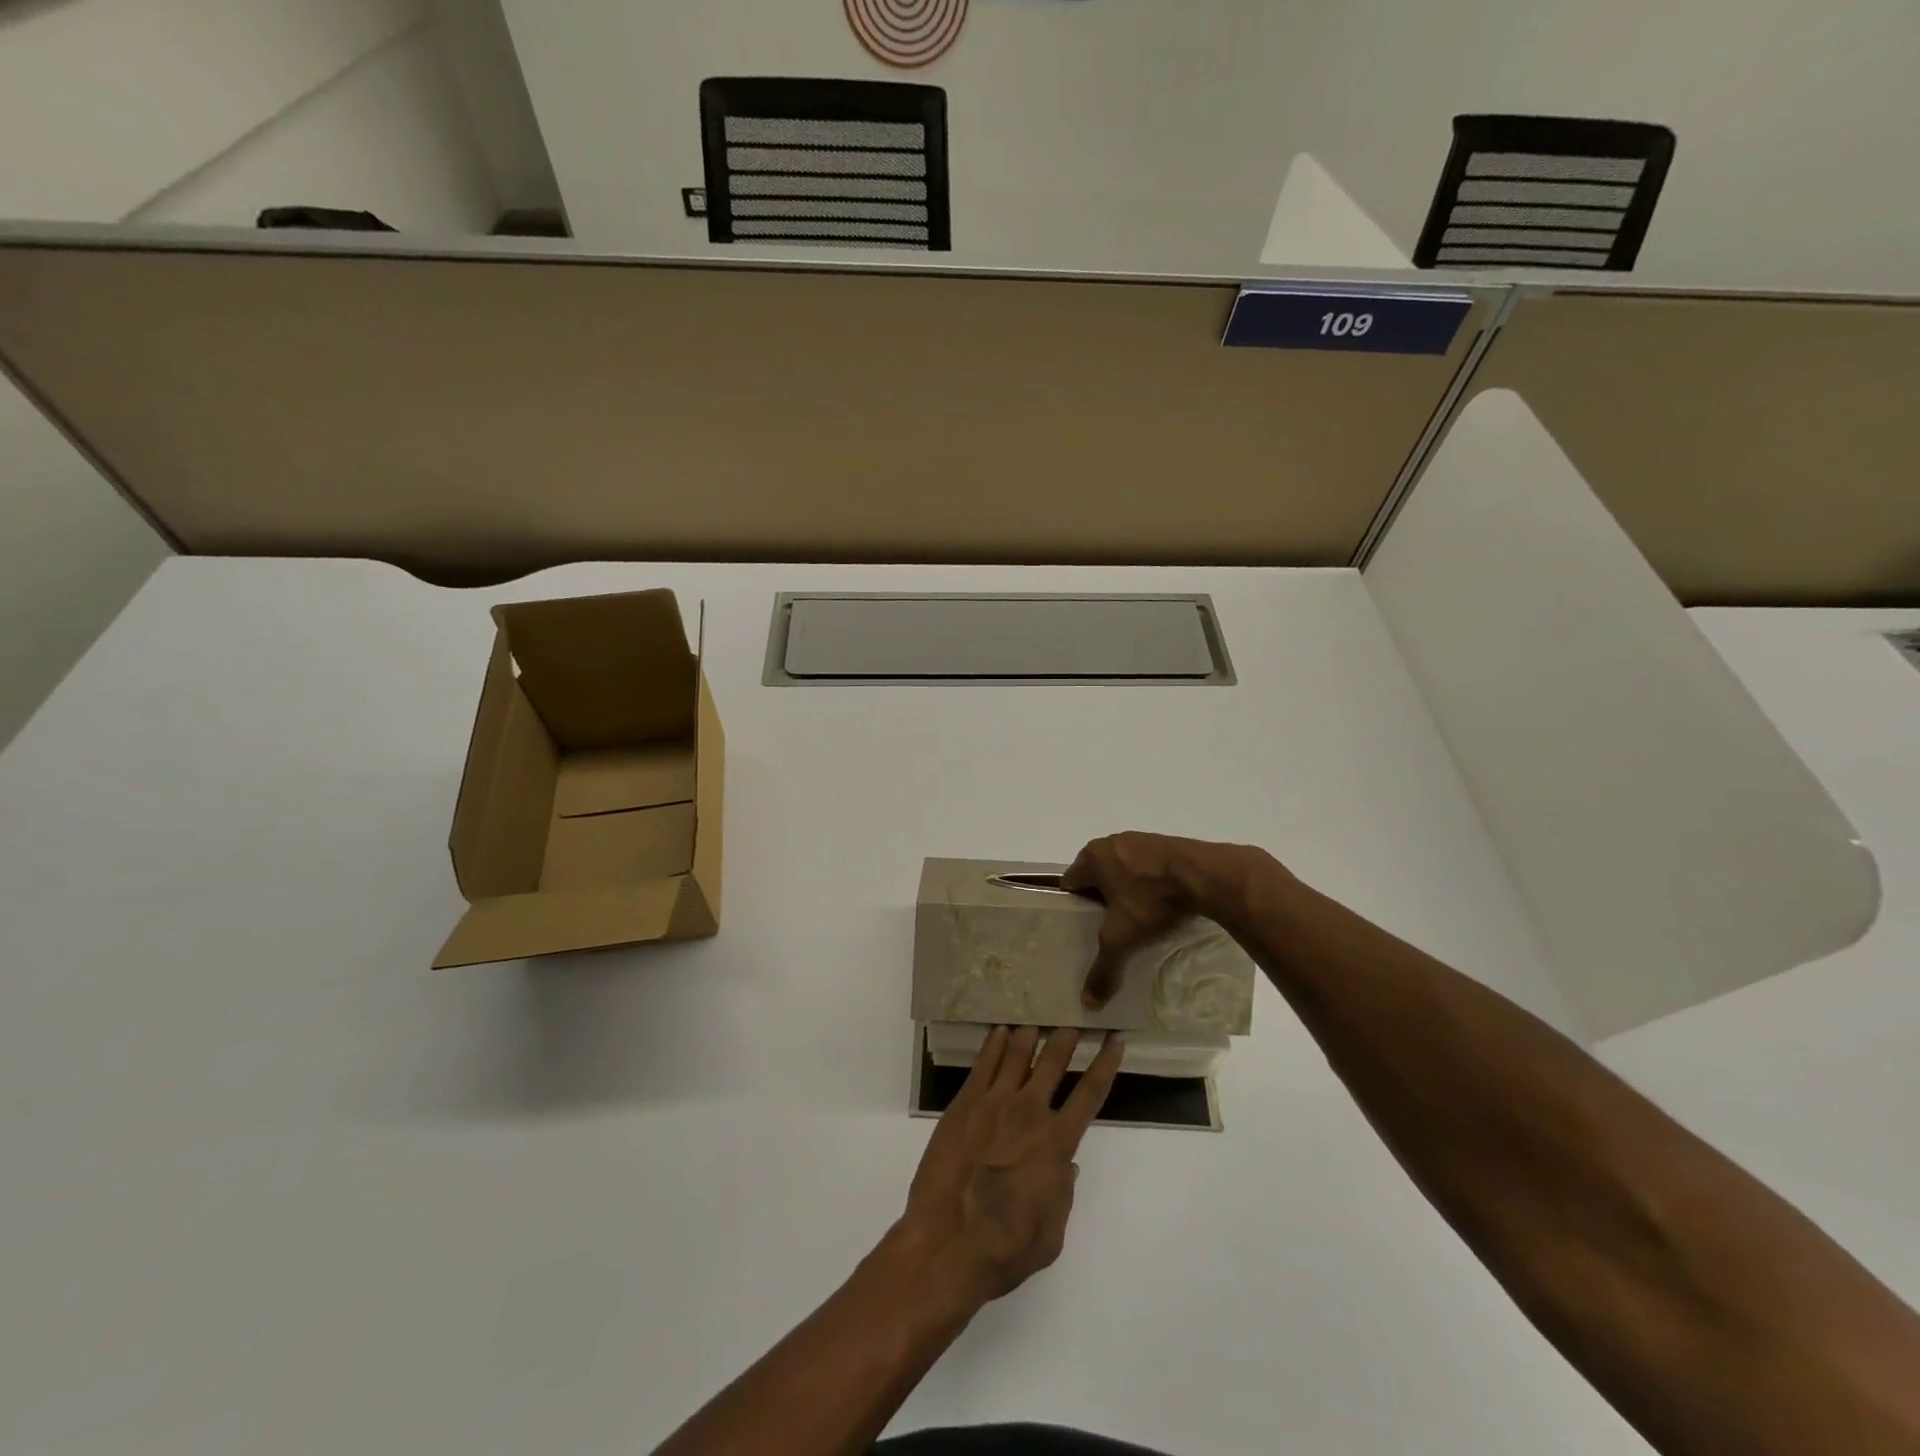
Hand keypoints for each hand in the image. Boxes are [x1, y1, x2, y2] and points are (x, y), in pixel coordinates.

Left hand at [901, 1026, 1123, 1307]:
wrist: (948, 1243)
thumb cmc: (1006, 1248)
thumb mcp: (1052, 1233)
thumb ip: (1063, 1193)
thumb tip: (1066, 1165)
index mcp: (1057, 1142)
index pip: (1091, 1091)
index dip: (1106, 1062)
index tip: (1114, 1038)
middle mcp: (1029, 1112)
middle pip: (1053, 1060)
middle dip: (1067, 1036)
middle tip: (1074, 1017)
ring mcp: (994, 1102)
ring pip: (1018, 1054)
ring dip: (1031, 1034)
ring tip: (1038, 1019)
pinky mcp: (964, 1103)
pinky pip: (984, 1063)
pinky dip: (995, 1043)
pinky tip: (1000, 1031)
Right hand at [1063, 832, 1262, 1008]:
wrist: (1204, 874)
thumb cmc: (1150, 899)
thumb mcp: (1122, 938)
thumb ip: (1103, 968)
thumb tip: (1087, 1003)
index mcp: (1092, 857)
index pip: (1070, 882)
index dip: (1071, 905)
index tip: (1079, 927)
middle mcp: (1111, 842)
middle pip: (1096, 874)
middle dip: (1099, 898)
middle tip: (1106, 927)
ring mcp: (1140, 840)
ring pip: (1122, 869)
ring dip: (1125, 889)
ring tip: (1134, 918)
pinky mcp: (1166, 843)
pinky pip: (1147, 866)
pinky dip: (1148, 882)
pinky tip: (1159, 903)